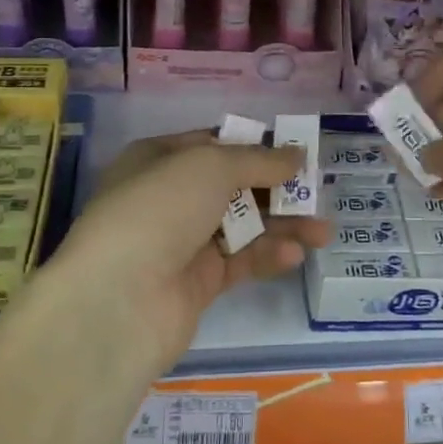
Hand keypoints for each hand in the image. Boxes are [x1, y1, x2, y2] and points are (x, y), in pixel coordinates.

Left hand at [45, 131, 331, 374]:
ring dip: (281, 225)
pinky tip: (293, 254)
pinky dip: (266, 255)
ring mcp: (182, 243)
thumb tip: (296, 154)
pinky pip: (239, 262)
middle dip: (275, 188)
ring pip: (241, 226)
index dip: (252, 145)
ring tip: (323, 230)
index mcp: (157, 160)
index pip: (211, 144)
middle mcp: (168, 198)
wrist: (119, 300)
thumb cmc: (160, 209)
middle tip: (317, 191)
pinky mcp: (197, 284)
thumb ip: (258, 160)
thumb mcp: (210, 166)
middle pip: (232, 187)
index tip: (294, 150)